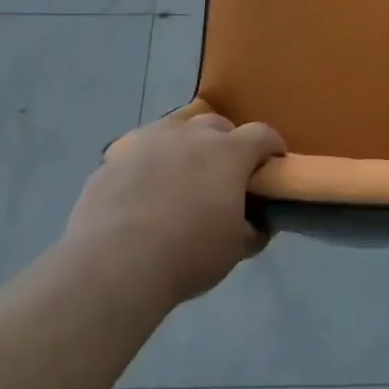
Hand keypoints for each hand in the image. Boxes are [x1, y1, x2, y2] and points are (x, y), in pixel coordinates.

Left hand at [64, 111, 285, 311]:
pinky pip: (140, 151)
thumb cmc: (188, 254)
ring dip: (186, 146)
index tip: (273, 163)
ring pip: (176, 130)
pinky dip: (149, 163)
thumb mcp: (236, 249)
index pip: (262, 135)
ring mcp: (149, 141)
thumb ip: (254, 229)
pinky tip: (143, 189)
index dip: (272, 147)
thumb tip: (257, 223)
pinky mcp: (115, 157)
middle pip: (217, 125)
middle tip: (225, 173)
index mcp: (229, 152)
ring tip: (181, 176)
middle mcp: (191, 134)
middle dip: (227, 143)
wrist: (114, 263)